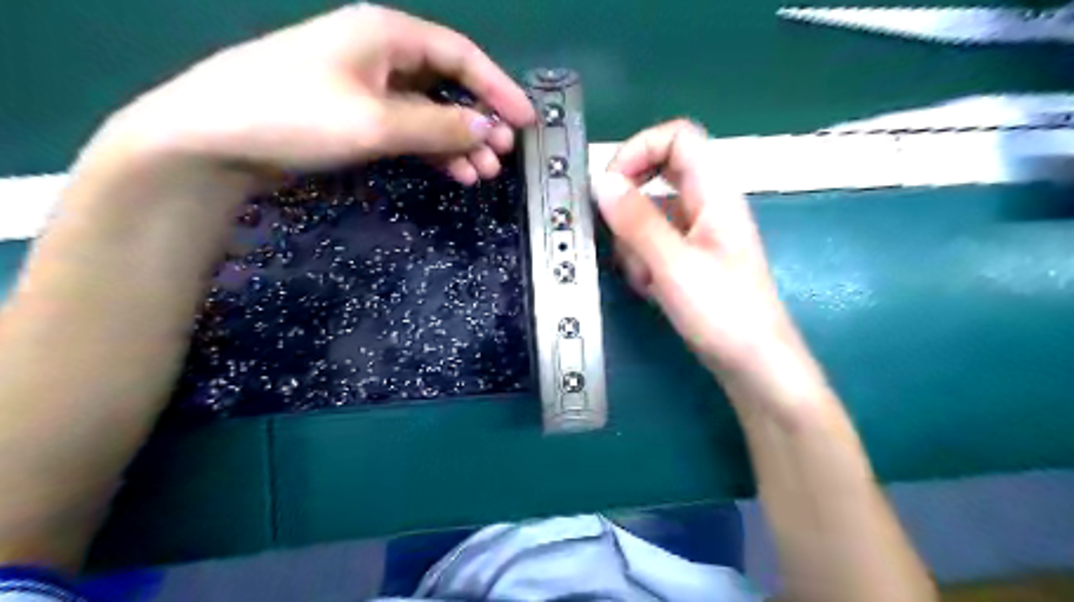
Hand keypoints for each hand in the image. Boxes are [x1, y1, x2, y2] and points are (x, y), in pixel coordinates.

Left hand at [82, 3, 536, 187]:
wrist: (216, 139)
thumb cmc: (297, 115)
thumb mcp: (377, 122)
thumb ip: (438, 125)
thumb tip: (488, 129)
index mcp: (388, 35)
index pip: (461, 56)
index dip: (498, 88)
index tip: (526, 121)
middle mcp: (383, 54)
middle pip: (449, 85)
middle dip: (480, 121)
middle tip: (503, 156)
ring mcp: (369, 86)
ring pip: (431, 112)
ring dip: (459, 142)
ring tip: (483, 174)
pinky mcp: (358, 115)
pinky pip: (410, 129)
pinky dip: (434, 150)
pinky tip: (454, 173)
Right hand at [591, 121, 818, 409]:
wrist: (753, 365)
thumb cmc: (724, 313)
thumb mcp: (674, 264)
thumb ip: (636, 221)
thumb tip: (600, 180)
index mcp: (715, 193)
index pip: (677, 137)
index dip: (639, 149)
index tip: (609, 184)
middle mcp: (706, 205)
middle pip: (658, 174)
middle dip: (628, 203)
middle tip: (616, 232)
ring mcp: (696, 234)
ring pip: (649, 214)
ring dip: (633, 241)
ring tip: (644, 275)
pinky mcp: (687, 259)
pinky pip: (652, 243)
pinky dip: (642, 262)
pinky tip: (650, 289)